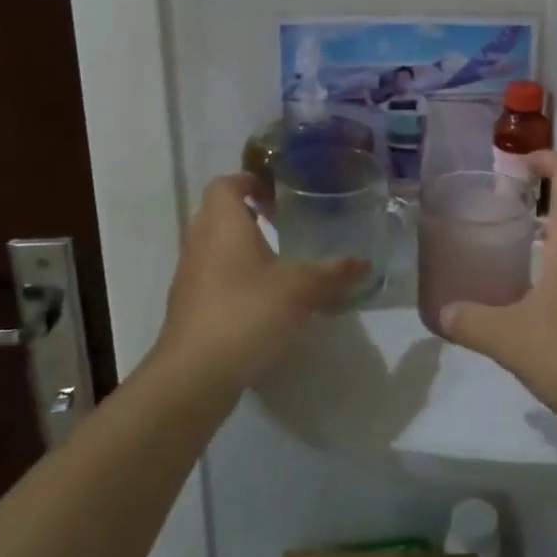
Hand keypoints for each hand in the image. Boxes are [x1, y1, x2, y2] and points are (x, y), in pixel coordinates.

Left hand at [158, 174, 367, 393]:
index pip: (226, 184)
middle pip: (219, 214)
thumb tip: (366, 263)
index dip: (251, 181)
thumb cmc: (247, 312)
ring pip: (216, 248)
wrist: (195, 375)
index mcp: (223, 223)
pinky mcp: (190, 308)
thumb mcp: (301, 288)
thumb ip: (334, 272)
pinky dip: (236, 278)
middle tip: (286, 223)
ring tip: (281, 261)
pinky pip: (214, 278)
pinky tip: (265, 300)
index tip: (280, 194)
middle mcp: (200, 242)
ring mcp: (191, 277)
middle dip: (250, 215)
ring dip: (243, 248)